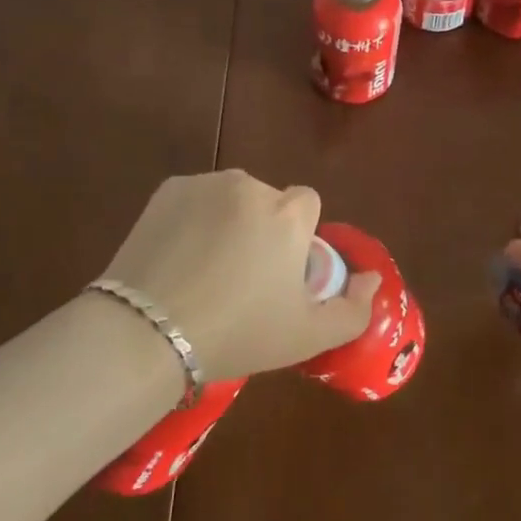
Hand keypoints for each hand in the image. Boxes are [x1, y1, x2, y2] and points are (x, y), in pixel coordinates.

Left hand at [99, 170, 380, 381]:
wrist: (149, 331)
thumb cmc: (238, 334)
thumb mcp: (306, 336)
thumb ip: (352, 308)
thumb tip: (371, 278)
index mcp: (288, 214)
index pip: (307, 204)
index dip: (297, 237)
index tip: (279, 273)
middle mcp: (250, 186)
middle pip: (268, 201)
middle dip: (262, 229)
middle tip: (240, 278)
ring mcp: (206, 183)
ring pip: (230, 198)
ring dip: (227, 220)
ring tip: (203, 270)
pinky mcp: (169, 188)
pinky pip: (195, 198)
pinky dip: (193, 218)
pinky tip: (177, 256)